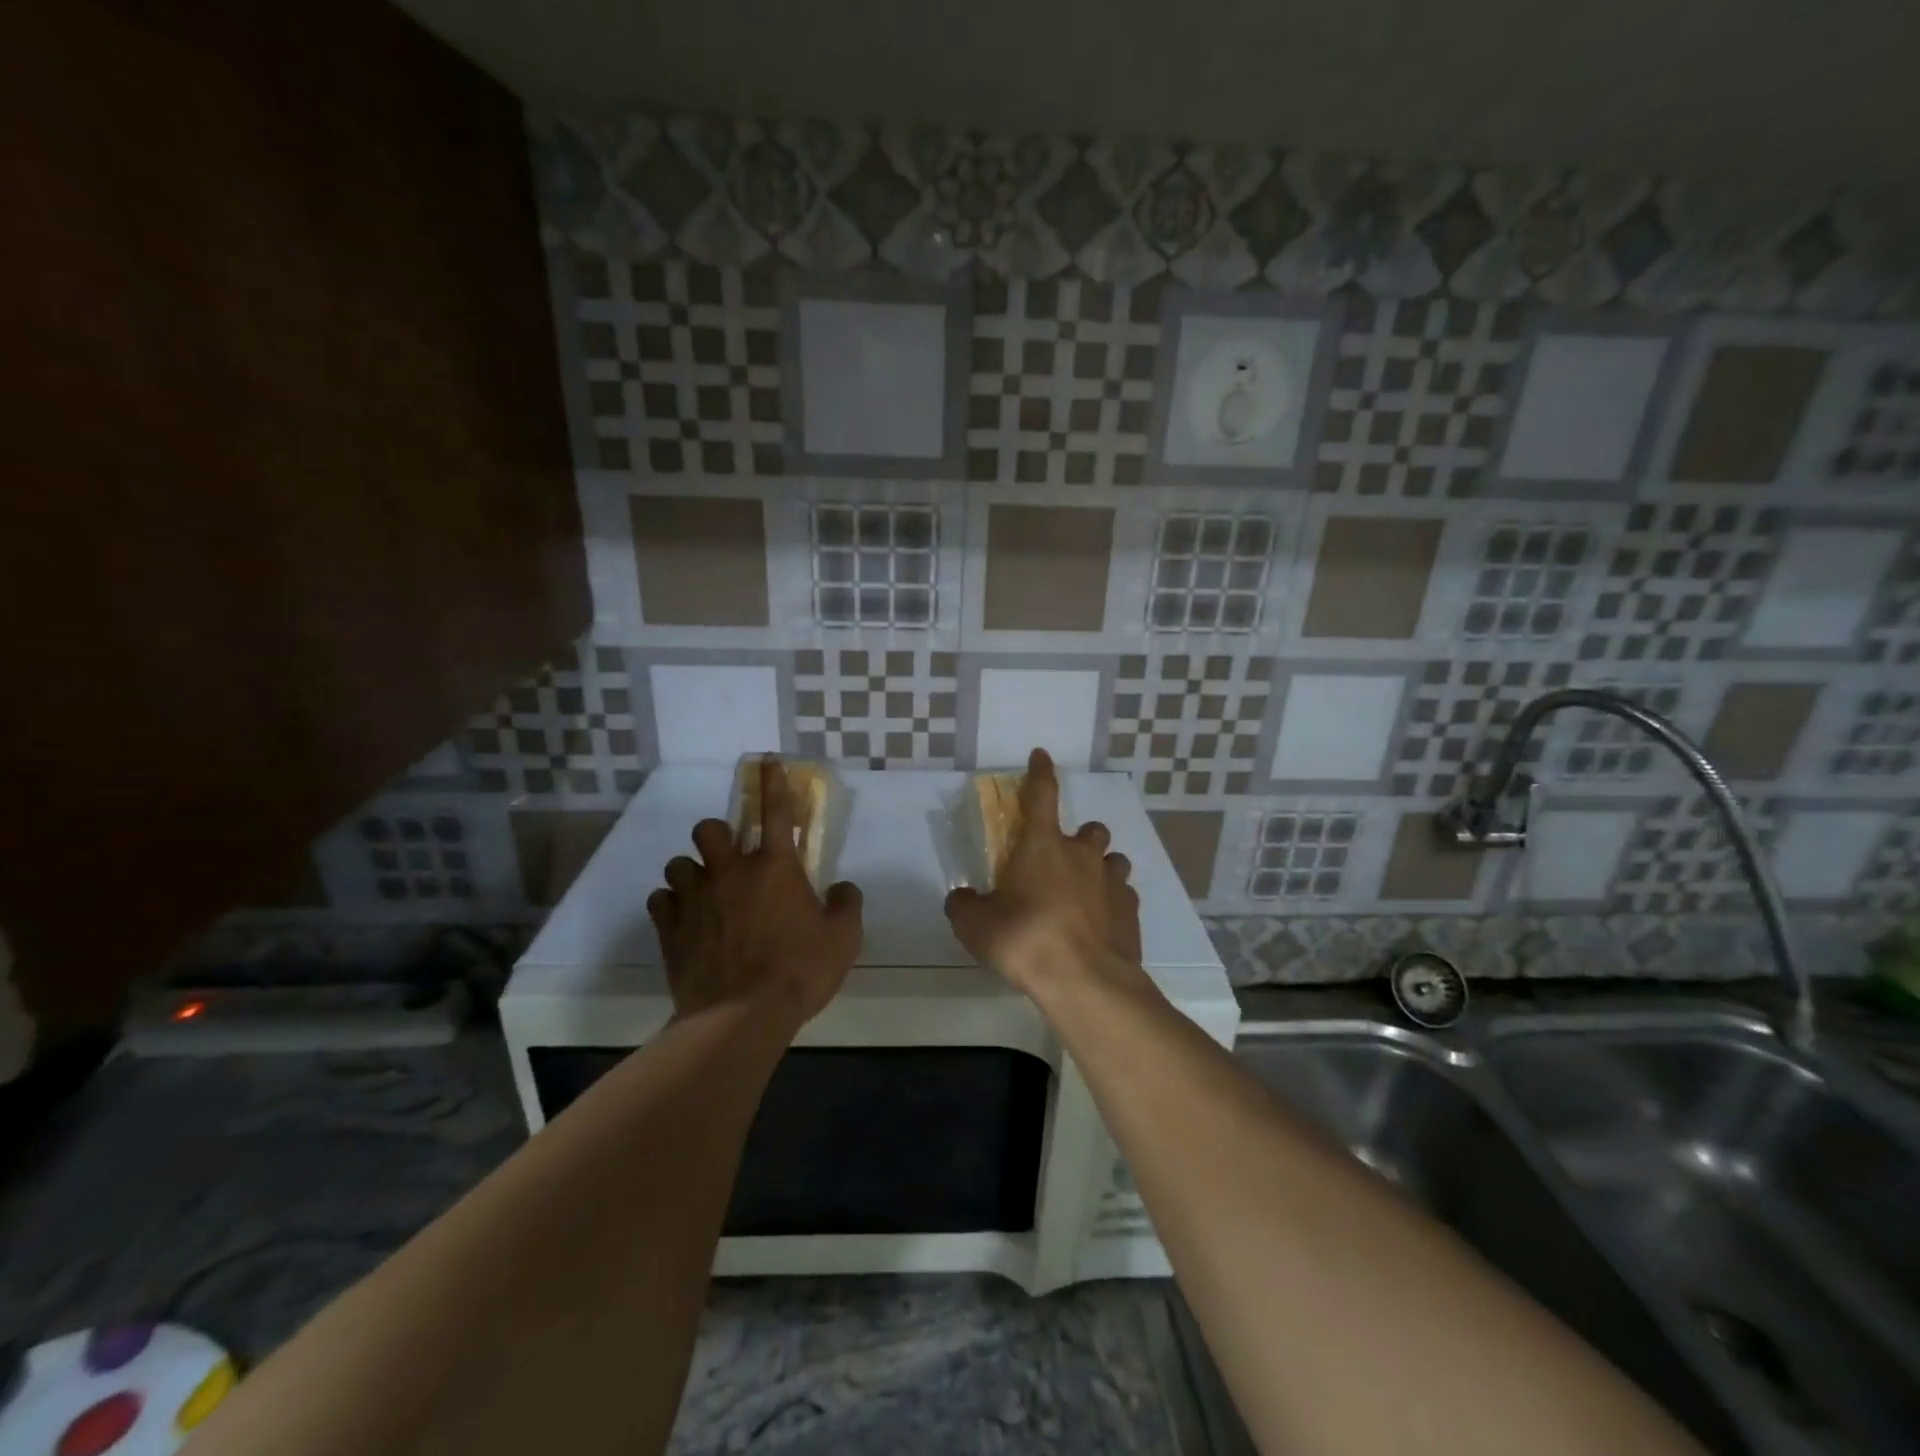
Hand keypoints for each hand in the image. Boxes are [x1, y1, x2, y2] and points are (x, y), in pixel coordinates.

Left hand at [647, 759, 862, 1026]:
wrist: (742, 1016)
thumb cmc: (800, 970)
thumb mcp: (844, 938)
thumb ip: (846, 904)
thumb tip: (842, 888)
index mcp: (775, 867)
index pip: (775, 811)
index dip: (772, 783)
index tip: (767, 763)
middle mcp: (731, 871)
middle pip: (709, 829)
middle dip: (716, 836)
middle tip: (728, 859)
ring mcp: (695, 898)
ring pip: (678, 864)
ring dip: (691, 872)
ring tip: (702, 893)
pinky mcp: (669, 928)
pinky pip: (660, 900)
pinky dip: (671, 905)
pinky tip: (683, 920)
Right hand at [945, 748, 1142, 998]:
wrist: (1084, 982)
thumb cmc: (1024, 940)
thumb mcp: (975, 925)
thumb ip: (964, 905)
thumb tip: (961, 899)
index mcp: (1043, 845)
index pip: (1042, 794)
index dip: (1040, 772)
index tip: (1041, 756)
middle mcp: (1083, 855)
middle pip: (1090, 829)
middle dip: (1079, 837)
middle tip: (1061, 861)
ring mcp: (1113, 882)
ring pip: (1113, 860)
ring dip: (1100, 869)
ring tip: (1084, 893)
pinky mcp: (1132, 912)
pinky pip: (1124, 896)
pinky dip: (1112, 903)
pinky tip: (1099, 924)